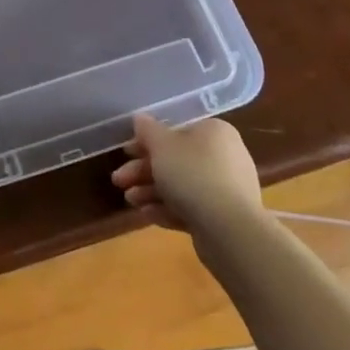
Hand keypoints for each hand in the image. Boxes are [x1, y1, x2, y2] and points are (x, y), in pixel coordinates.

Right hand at [111, 113, 260, 236]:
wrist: (230, 231)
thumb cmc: (193, 174)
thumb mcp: (161, 145)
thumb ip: (147, 130)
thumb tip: (140, 118)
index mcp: (214, 132)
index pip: (176, 131)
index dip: (147, 141)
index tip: (126, 152)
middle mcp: (224, 157)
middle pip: (176, 160)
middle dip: (143, 170)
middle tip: (119, 180)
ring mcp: (227, 190)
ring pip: (181, 185)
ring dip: (151, 191)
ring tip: (129, 200)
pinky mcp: (224, 218)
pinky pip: (191, 207)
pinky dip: (167, 208)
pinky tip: (145, 214)